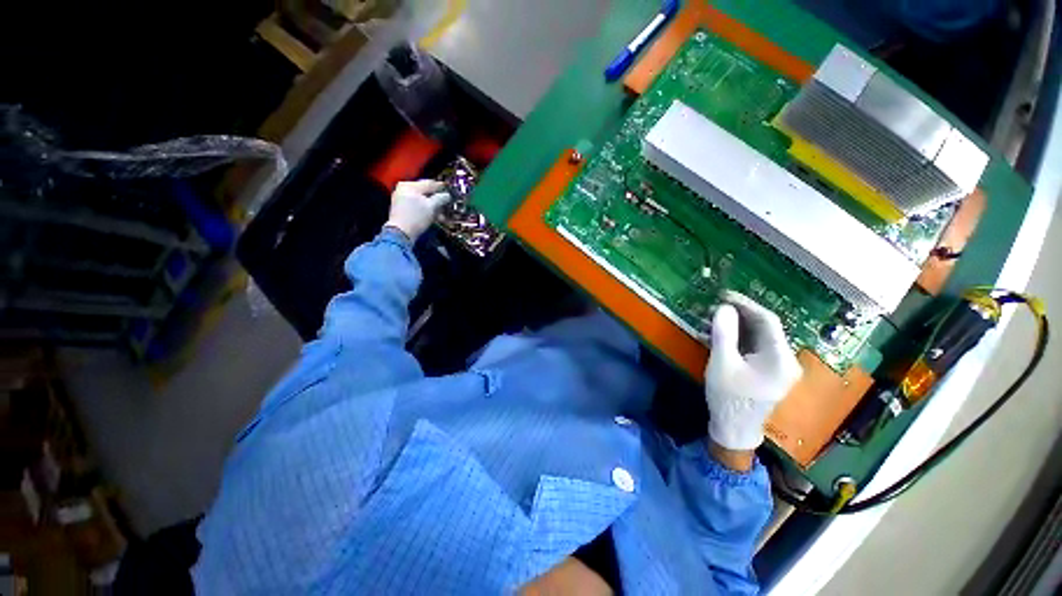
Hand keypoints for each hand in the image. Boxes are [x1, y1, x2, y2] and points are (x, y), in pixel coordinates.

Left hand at [385, 180, 451, 240]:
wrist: (400, 233)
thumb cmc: (416, 217)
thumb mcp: (431, 207)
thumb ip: (440, 198)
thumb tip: (447, 195)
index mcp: (410, 185)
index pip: (429, 183)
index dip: (441, 187)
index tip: (449, 190)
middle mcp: (404, 189)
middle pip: (425, 192)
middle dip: (437, 200)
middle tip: (446, 204)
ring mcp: (401, 198)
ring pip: (422, 200)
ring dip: (433, 206)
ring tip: (441, 214)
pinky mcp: (401, 208)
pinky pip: (417, 205)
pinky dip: (426, 209)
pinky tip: (433, 216)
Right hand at [705, 291, 802, 450]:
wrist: (734, 429)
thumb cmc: (728, 398)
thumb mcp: (722, 364)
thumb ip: (723, 334)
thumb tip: (723, 308)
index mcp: (780, 358)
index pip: (768, 321)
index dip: (746, 304)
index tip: (724, 295)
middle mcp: (786, 360)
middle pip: (764, 327)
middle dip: (738, 315)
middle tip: (714, 307)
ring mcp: (779, 366)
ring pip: (758, 336)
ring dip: (735, 326)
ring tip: (711, 320)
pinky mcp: (769, 370)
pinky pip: (754, 346)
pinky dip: (737, 338)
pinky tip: (719, 335)